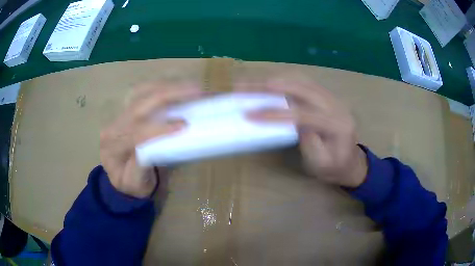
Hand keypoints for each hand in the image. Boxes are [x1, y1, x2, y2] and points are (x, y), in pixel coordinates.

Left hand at [99, 82, 202, 197]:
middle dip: (167, 96)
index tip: (183, 125)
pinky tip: (178, 87)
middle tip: (194, 92)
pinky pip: (143, 93)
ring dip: (166, 87)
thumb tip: (153, 149)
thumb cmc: (129, 183)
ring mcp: (119, 115)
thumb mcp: (135, 184)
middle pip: (138, 105)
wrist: (120, 177)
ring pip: (140, 93)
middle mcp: (113, 125)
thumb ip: (140, 169)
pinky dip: (162, 87)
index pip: (135, 133)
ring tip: (190, 87)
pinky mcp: (127, 110)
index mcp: (112, 146)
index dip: (159, 127)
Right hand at [242, 75, 367, 187]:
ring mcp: (331, 97)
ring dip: (274, 79)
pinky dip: (283, 80)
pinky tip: (268, 82)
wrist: (351, 161)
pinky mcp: (324, 96)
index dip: (275, 113)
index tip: (250, 114)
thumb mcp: (322, 165)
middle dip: (270, 86)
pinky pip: (302, 82)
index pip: (303, 114)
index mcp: (338, 125)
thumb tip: (293, 122)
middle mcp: (336, 105)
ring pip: (301, 80)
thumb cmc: (335, 168)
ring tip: (251, 82)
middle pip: (302, 88)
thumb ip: (310, 145)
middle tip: (243, 86)